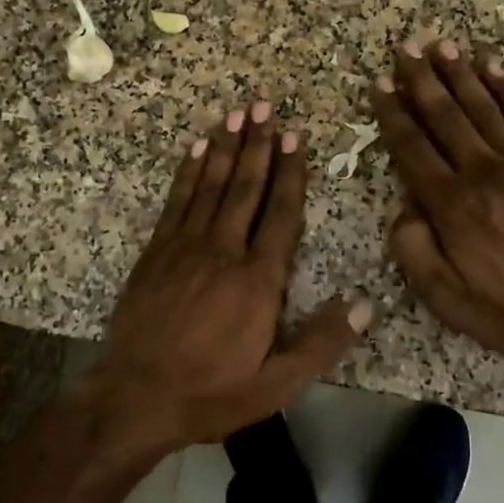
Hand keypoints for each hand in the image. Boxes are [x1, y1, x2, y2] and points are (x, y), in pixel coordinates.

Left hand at [89, 100, 371, 447]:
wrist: (135, 397)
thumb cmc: (212, 392)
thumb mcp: (277, 383)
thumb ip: (323, 342)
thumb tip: (367, 303)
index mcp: (258, 281)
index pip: (281, 215)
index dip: (291, 174)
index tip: (296, 137)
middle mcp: (224, 252)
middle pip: (246, 189)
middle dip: (259, 146)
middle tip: (266, 105)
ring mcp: (185, 247)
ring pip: (212, 186)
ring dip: (227, 148)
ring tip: (238, 114)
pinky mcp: (156, 252)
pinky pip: (177, 201)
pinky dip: (188, 171)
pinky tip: (197, 148)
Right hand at [373, 38, 503, 360]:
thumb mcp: (446, 298)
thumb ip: (414, 251)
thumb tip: (403, 211)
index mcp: (451, 204)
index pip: (412, 147)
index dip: (392, 113)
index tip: (379, 84)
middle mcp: (481, 172)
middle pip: (445, 115)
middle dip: (422, 80)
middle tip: (406, 48)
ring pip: (483, 106)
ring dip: (459, 74)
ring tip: (441, 45)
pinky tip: (494, 67)